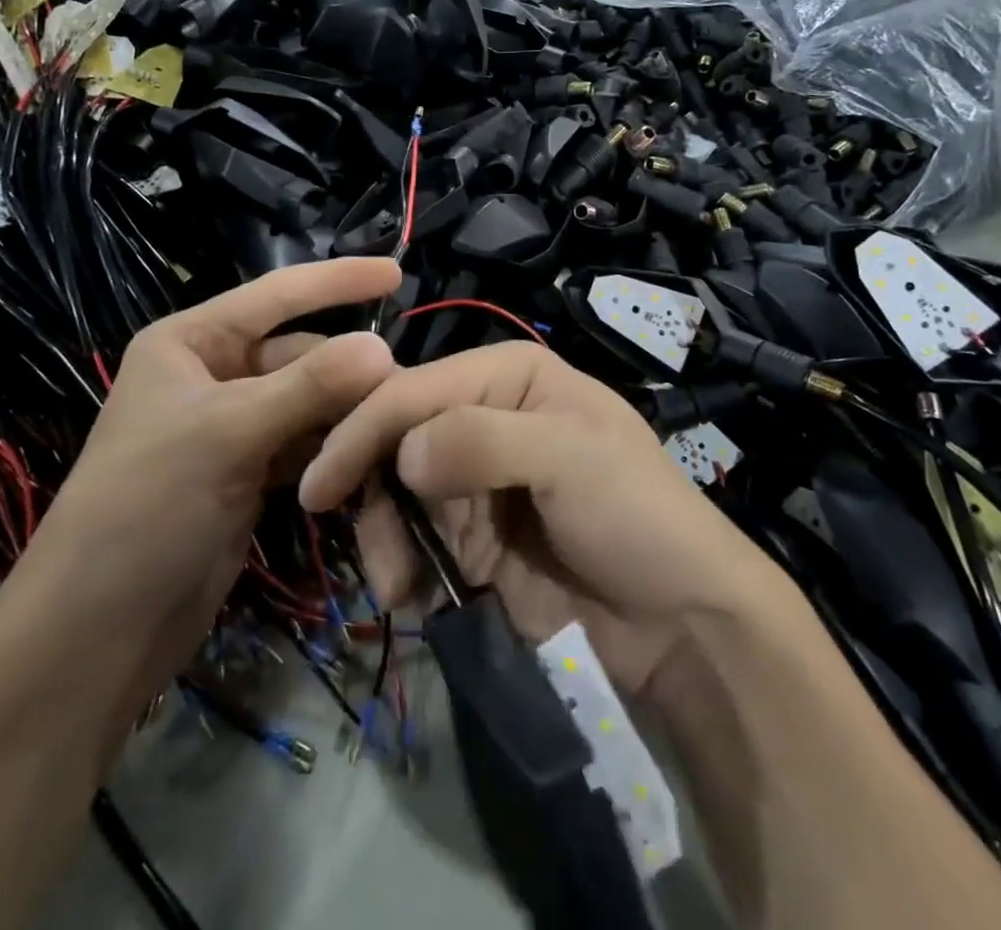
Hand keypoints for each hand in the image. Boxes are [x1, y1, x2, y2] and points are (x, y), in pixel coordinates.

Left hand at [34, 257, 399, 680]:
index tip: (396, 272)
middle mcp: (213, 375)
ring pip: (309, 401)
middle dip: (348, 369)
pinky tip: (368, 459)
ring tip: (394, 427)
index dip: (337, 280)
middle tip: (404, 391)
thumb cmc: (146, 507)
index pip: (277, 295)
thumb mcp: (228, 434)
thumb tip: (384, 347)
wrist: (97, 632)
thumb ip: (310, 386)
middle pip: (300, 354)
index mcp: (192, 342)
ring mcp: (233, 427)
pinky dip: (334, 448)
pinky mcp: (249, 474)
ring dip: (347, 413)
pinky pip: (306, 443)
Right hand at [299, 342, 763, 697]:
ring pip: (396, 490)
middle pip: (397, 435)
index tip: (320, 484)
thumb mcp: (570, 457)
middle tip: (366, 545)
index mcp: (508, 375)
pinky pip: (413, 537)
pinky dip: (400, 564)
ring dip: (384, 534)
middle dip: (372, 487)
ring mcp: (475, 478)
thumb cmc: (635, 516)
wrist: (680, 624)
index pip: (417, 388)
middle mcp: (484, 414)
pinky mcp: (471, 537)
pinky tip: (409, 594)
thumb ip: (482, 441)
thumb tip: (403, 455)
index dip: (365, 428)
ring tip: (397, 584)